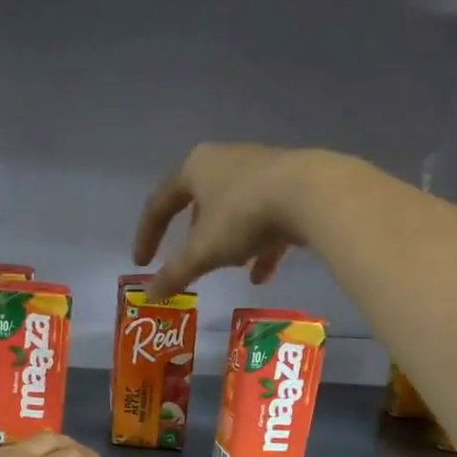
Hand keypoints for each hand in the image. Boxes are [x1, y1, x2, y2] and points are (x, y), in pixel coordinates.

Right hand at [135, 143, 333, 298]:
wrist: (313, 194)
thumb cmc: (244, 216)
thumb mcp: (203, 251)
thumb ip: (175, 273)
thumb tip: (150, 295)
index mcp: (195, 168)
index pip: (160, 204)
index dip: (147, 236)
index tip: (142, 264)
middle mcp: (225, 160)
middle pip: (200, 202)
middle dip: (194, 235)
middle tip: (190, 260)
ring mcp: (261, 170)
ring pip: (235, 211)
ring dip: (229, 242)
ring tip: (230, 268)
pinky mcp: (291, 184)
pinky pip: (266, 218)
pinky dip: (260, 247)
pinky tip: (262, 274)